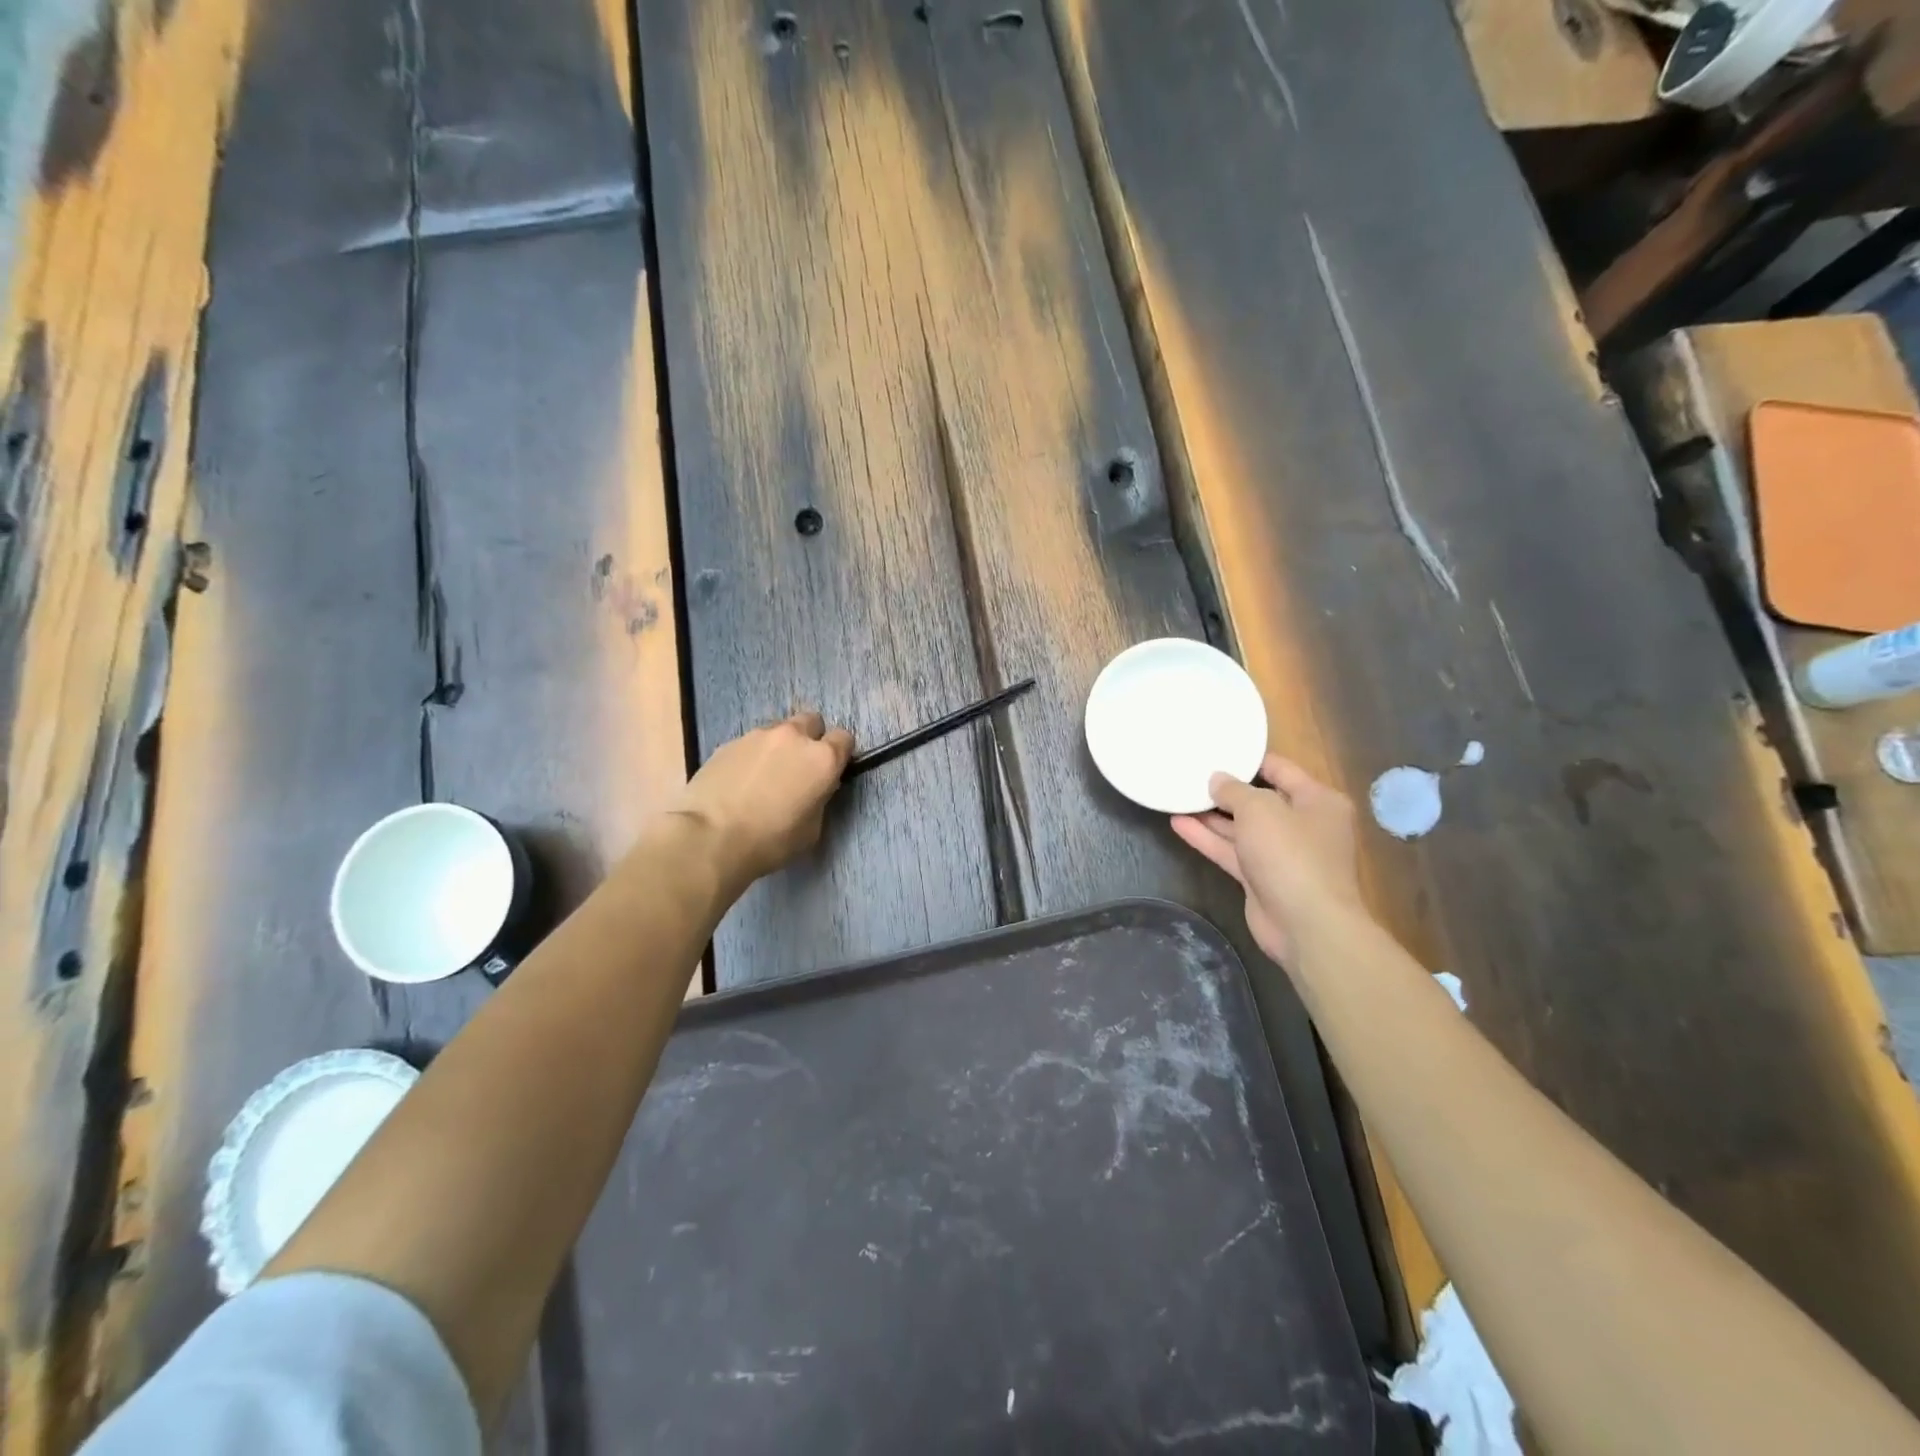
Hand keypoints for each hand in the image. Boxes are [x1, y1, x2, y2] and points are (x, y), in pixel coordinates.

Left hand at [671, 711, 854, 886]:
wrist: (710, 838)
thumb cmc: (771, 841)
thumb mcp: (812, 829)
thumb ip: (819, 798)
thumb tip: (813, 789)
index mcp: (822, 758)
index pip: (844, 739)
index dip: (839, 754)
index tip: (830, 772)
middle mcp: (793, 737)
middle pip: (811, 721)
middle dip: (810, 739)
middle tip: (799, 767)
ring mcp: (757, 736)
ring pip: (778, 730)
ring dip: (779, 746)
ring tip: (765, 776)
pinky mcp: (728, 743)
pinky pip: (750, 743)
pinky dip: (752, 756)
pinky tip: (740, 781)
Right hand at [1171, 753, 1366, 963]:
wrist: (1306, 924)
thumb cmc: (1291, 854)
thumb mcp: (1260, 809)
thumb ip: (1234, 790)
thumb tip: (1217, 780)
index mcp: (1317, 800)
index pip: (1281, 769)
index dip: (1248, 759)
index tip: (1216, 749)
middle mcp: (1303, 824)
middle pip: (1260, 800)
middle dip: (1226, 790)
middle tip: (1191, 774)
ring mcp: (1281, 854)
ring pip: (1242, 828)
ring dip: (1211, 815)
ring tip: (1178, 796)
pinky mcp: (1261, 878)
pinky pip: (1232, 852)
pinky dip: (1208, 839)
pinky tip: (1178, 824)